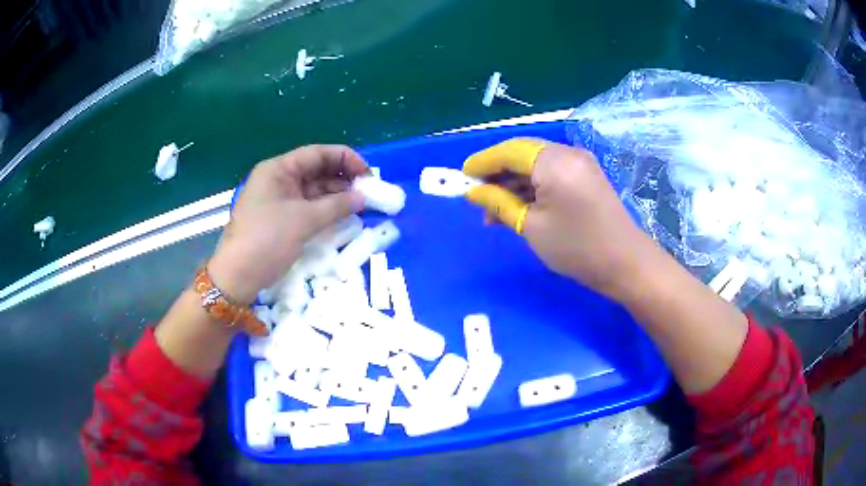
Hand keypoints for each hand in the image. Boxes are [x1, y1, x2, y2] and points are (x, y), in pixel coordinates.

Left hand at [209, 145, 366, 303]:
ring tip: (361, 204)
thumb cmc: (268, 239)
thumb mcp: (304, 220)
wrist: (239, 275)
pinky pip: (308, 206)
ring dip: (337, 195)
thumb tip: (363, 197)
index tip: (368, 173)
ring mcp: (279, 199)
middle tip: (368, 191)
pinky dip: (326, 209)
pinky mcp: (282, 217)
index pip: (317, 154)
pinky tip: (344, 215)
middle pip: (317, 170)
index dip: (345, 159)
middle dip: (343, 178)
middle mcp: (279, 179)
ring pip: (314, 189)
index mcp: (279, 169)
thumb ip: (337, 205)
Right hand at [463, 138, 652, 298]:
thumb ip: (499, 204)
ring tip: (493, 210)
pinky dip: (533, 187)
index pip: (509, 151)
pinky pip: (552, 173)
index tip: (462, 176)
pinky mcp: (586, 175)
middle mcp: (568, 153)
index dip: (483, 162)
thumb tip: (474, 193)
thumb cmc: (576, 247)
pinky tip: (518, 207)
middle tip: (477, 195)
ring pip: (536, 164)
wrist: (625, 263)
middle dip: (497, 172)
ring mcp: (580, 163)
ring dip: (514, 182)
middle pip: (523, 153)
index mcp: (554, 162)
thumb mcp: (531, 227)